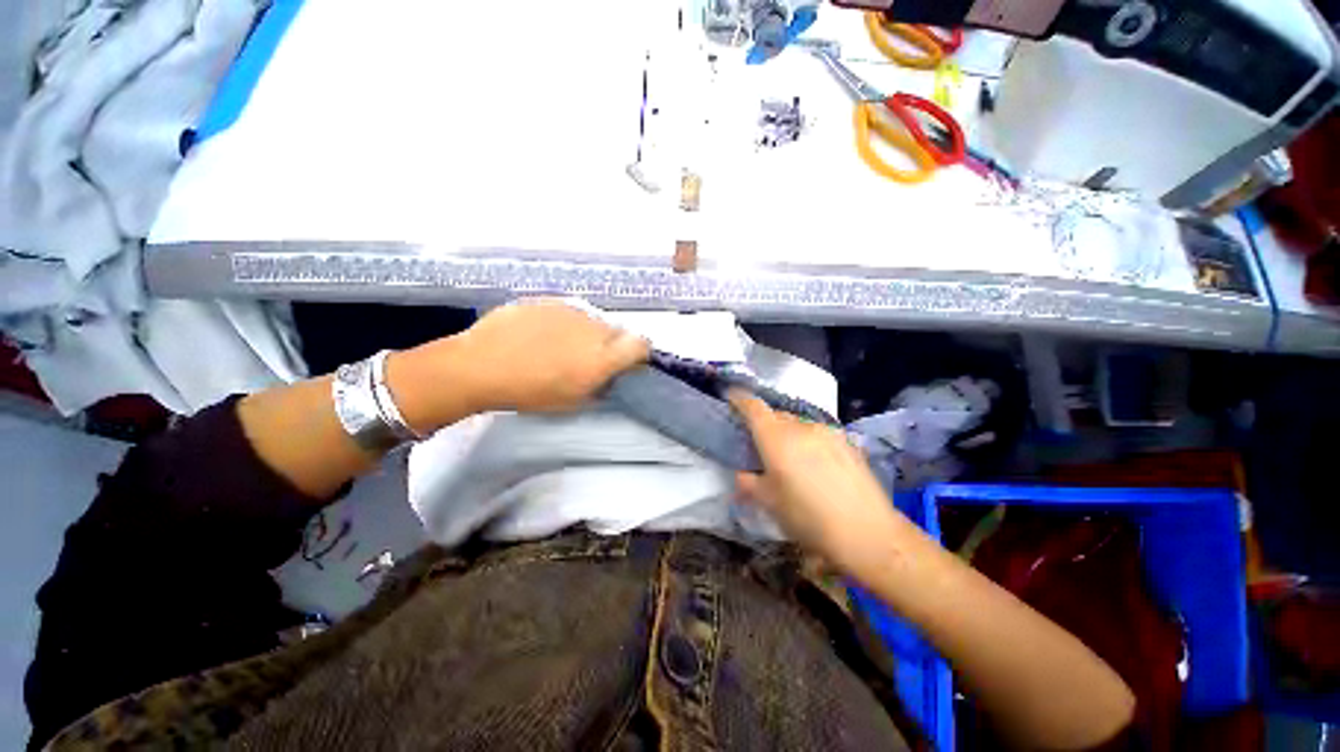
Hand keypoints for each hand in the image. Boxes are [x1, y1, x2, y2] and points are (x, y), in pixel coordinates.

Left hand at [456, 299, 648, 412]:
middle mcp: (594, 328)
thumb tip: (610, 377)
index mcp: (603, 357)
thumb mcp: (573, 401)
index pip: (642, 344)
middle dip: (610, 345)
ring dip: (586, 332)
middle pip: (617, 332)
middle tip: (586, 359)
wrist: (479, 365)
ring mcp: (571, 310)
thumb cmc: (529, 392)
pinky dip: (564, 322)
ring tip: (558, 346)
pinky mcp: (550, 299)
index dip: (639, 353)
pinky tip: (540, 333)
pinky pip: (569, 311)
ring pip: (592, 320)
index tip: (627, 363)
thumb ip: (601, 386)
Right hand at [730, 392, 908, 572]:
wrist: (866, 531)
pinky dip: (809, 441)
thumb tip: (741, 475)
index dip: (739, 399)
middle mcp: (800, 426)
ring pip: (798, 424)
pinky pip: (818, 434)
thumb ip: (748, 483)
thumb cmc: (807, 516)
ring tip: (790, 458)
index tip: (731, 397)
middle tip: (760, 444)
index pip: (753, 406)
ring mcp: (827, 431)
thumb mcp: (768, 503)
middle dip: (764, 423)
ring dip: (788, 433)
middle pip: (776, 415)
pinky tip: (816, 465)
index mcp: (775, 436)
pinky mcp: (847, 441)